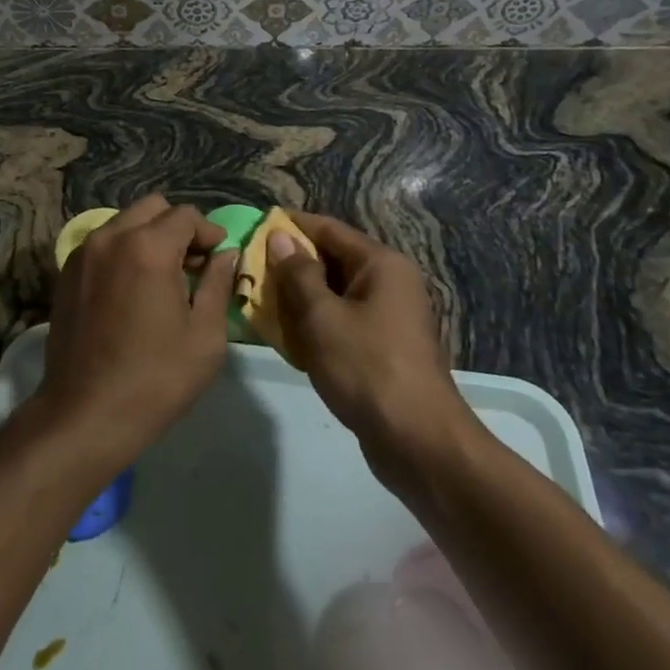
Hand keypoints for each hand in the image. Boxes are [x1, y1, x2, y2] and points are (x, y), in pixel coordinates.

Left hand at [38, 195, 237, 473]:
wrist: (85, 414)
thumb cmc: (155, 379)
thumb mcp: (205, 336)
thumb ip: (219, 284)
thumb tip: (226, 254)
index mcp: (148, 247)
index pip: (186, 215)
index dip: (209, 232)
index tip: (218, 259)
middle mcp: (111, 236)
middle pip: (153, 208)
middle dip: (178, 227)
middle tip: (192, 264)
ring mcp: (84, 252)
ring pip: (125, 221)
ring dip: (149, 236)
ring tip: (162, 277)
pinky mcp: (67, 271)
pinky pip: (103, 242)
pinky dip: (123, 250)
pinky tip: (132, 288)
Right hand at [271, 212, 479, 483]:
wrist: (419, 444)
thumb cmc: (368, 368)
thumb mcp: (322, 317)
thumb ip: (298, 274)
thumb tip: (280, 237)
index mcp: (381, 264)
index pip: (329, 229)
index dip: (291, 225)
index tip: (255, 226)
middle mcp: (389, 283)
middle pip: (332, 260)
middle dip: (291, 265)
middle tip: (249, 269)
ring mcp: (388, 317)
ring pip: (334, 294)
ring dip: (299, 297)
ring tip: (258, 301)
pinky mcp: (382, 348)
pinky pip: (342, 322)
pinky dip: (315, 324)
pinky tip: (285, 336)